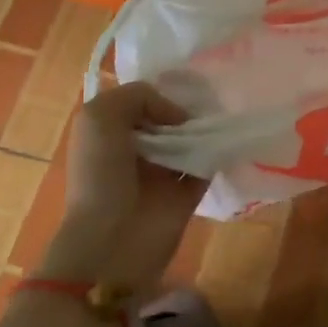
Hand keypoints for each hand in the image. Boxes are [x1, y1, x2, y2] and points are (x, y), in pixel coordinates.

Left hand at [37, 81, 207, 293]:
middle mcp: (135, 149)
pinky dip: (218, 153)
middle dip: (187, 108)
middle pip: (169, 119)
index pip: (141, 101)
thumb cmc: (100, 175)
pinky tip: (227, 140)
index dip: (160, 91)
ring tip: (221, 117)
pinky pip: (207, 166)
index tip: (181, 85)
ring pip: (190, 140)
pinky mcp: (186, 194)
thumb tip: (177, 116)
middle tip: (210, 99)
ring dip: (204, 130)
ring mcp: (162, 173)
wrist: (112, 241)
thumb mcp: (101, 117)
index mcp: (110, 132)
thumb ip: (138, 96)